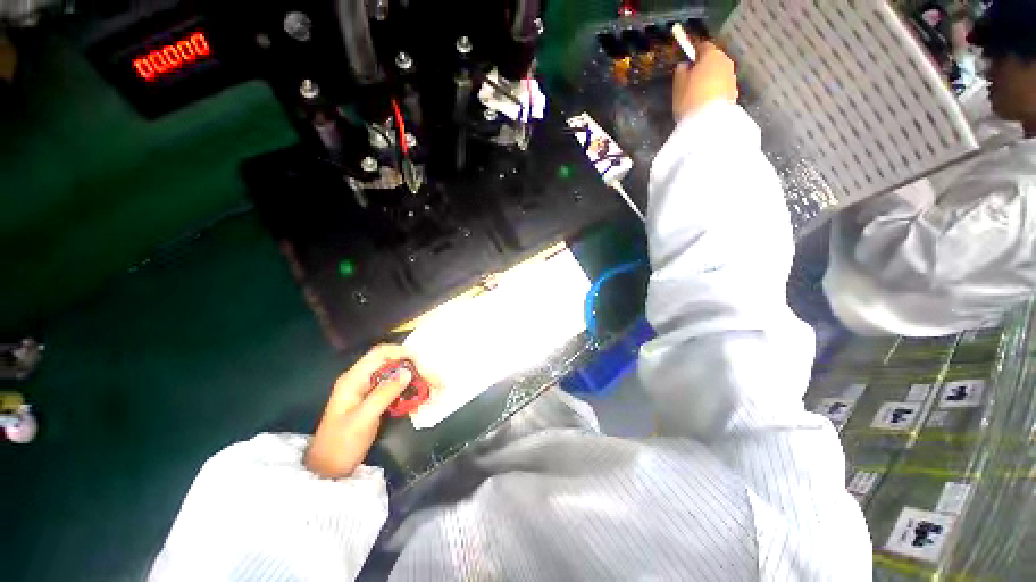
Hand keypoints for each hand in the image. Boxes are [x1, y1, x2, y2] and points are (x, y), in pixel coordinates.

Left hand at [305, 344, 432, 478]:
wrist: (328, 470)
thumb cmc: (341, 443)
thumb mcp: (363, 418)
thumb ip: (384, 393)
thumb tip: (407, 372)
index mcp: (354, 378)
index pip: (380, 353)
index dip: (401, 352)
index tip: (421, 361)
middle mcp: (361, 379)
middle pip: (391, 363)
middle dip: (413, 368)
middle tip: (432, 380)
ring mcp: (368, 390)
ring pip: (395, 376)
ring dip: (414, 379)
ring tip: (432, 387)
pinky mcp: (374, 401)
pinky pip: (395, 388)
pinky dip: (409, 390)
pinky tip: (420, 397)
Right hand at [673, 41, 738, 121]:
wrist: (709, 122)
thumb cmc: (690, 99)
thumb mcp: (678, 85)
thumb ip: (681, 72)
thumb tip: (684, 65)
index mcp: (712, 55)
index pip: (703, 46)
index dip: (695, 51)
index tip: (688, 59)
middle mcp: (726, 62)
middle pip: (714, 60)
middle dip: (705, 67)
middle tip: (693, 79)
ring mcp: (732, 78)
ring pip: (720, 74)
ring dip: (711, 80)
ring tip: (700, 93)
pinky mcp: (734, 93)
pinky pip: (723, 88)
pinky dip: (716, 91)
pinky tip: (707, 101)